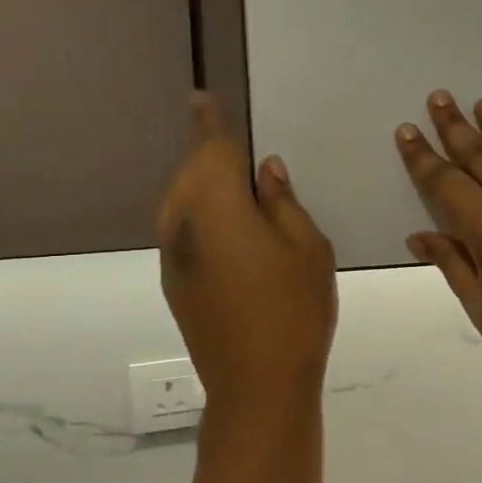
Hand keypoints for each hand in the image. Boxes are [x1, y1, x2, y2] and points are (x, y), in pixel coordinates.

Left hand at [159, 94, 336, 406]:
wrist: (256, 384)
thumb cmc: (294, 310)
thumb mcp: (308, 248)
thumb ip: (283, 202)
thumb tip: (265, 172)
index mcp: (219, 207)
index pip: (213, 149)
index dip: (211, 122)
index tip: (202, 97)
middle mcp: (183, 224)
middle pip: (191, 172)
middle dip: (211, 155)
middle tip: (241, 151)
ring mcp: (173, 256)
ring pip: (182, 201)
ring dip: (204, 185)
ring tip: (238, 188)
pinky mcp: (174, 282)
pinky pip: (184, 230)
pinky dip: (202, 216)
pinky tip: (231, 232)